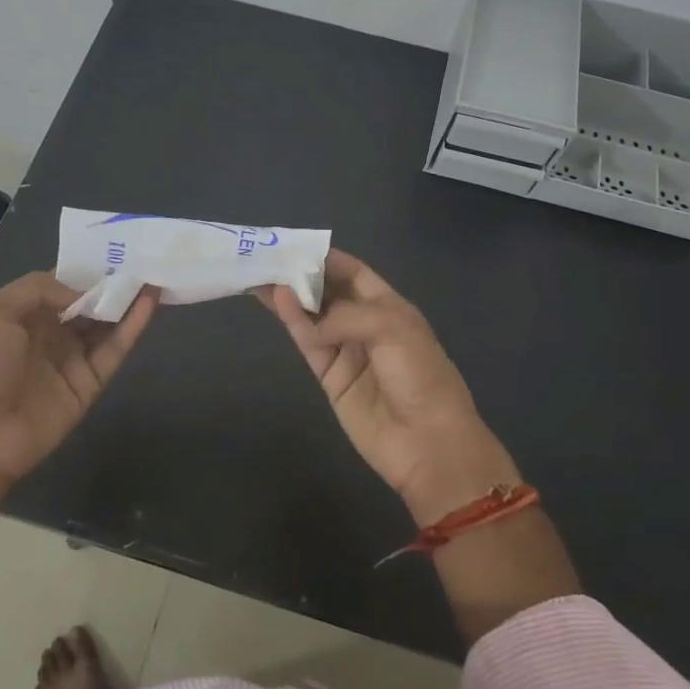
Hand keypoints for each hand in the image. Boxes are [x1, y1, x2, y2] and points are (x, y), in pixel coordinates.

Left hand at [0, 272, 158, 483]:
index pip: (63, 284)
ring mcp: (74, 358)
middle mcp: (52, 332)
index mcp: (26, 314)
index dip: (87, 268)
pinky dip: (134, 325)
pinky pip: (116, 349)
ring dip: (129, 299)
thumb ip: (39, 288)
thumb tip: (84, 291)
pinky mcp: (92, 382)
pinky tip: (150, 301)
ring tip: (155, 272)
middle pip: (90, 302)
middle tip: (145, 256)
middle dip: (113, 282)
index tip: (114, 248)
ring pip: (108, 323)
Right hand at [258, 250, 519, 523]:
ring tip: (260, 275)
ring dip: (290, 296)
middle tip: (267, 258)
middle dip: (301, 275)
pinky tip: (277, 301)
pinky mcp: (330, 376)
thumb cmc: (420, 376)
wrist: (429, 444)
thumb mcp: (392, 329)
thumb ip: (346, 316)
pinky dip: (293, 322)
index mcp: (390, 307)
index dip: (326, 258)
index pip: (354, 272)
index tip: (294, 244)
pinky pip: (308, 342)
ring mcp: (346, 351)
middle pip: (328, 292)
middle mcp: (366, 324)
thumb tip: (309, 323)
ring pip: (312, 316)